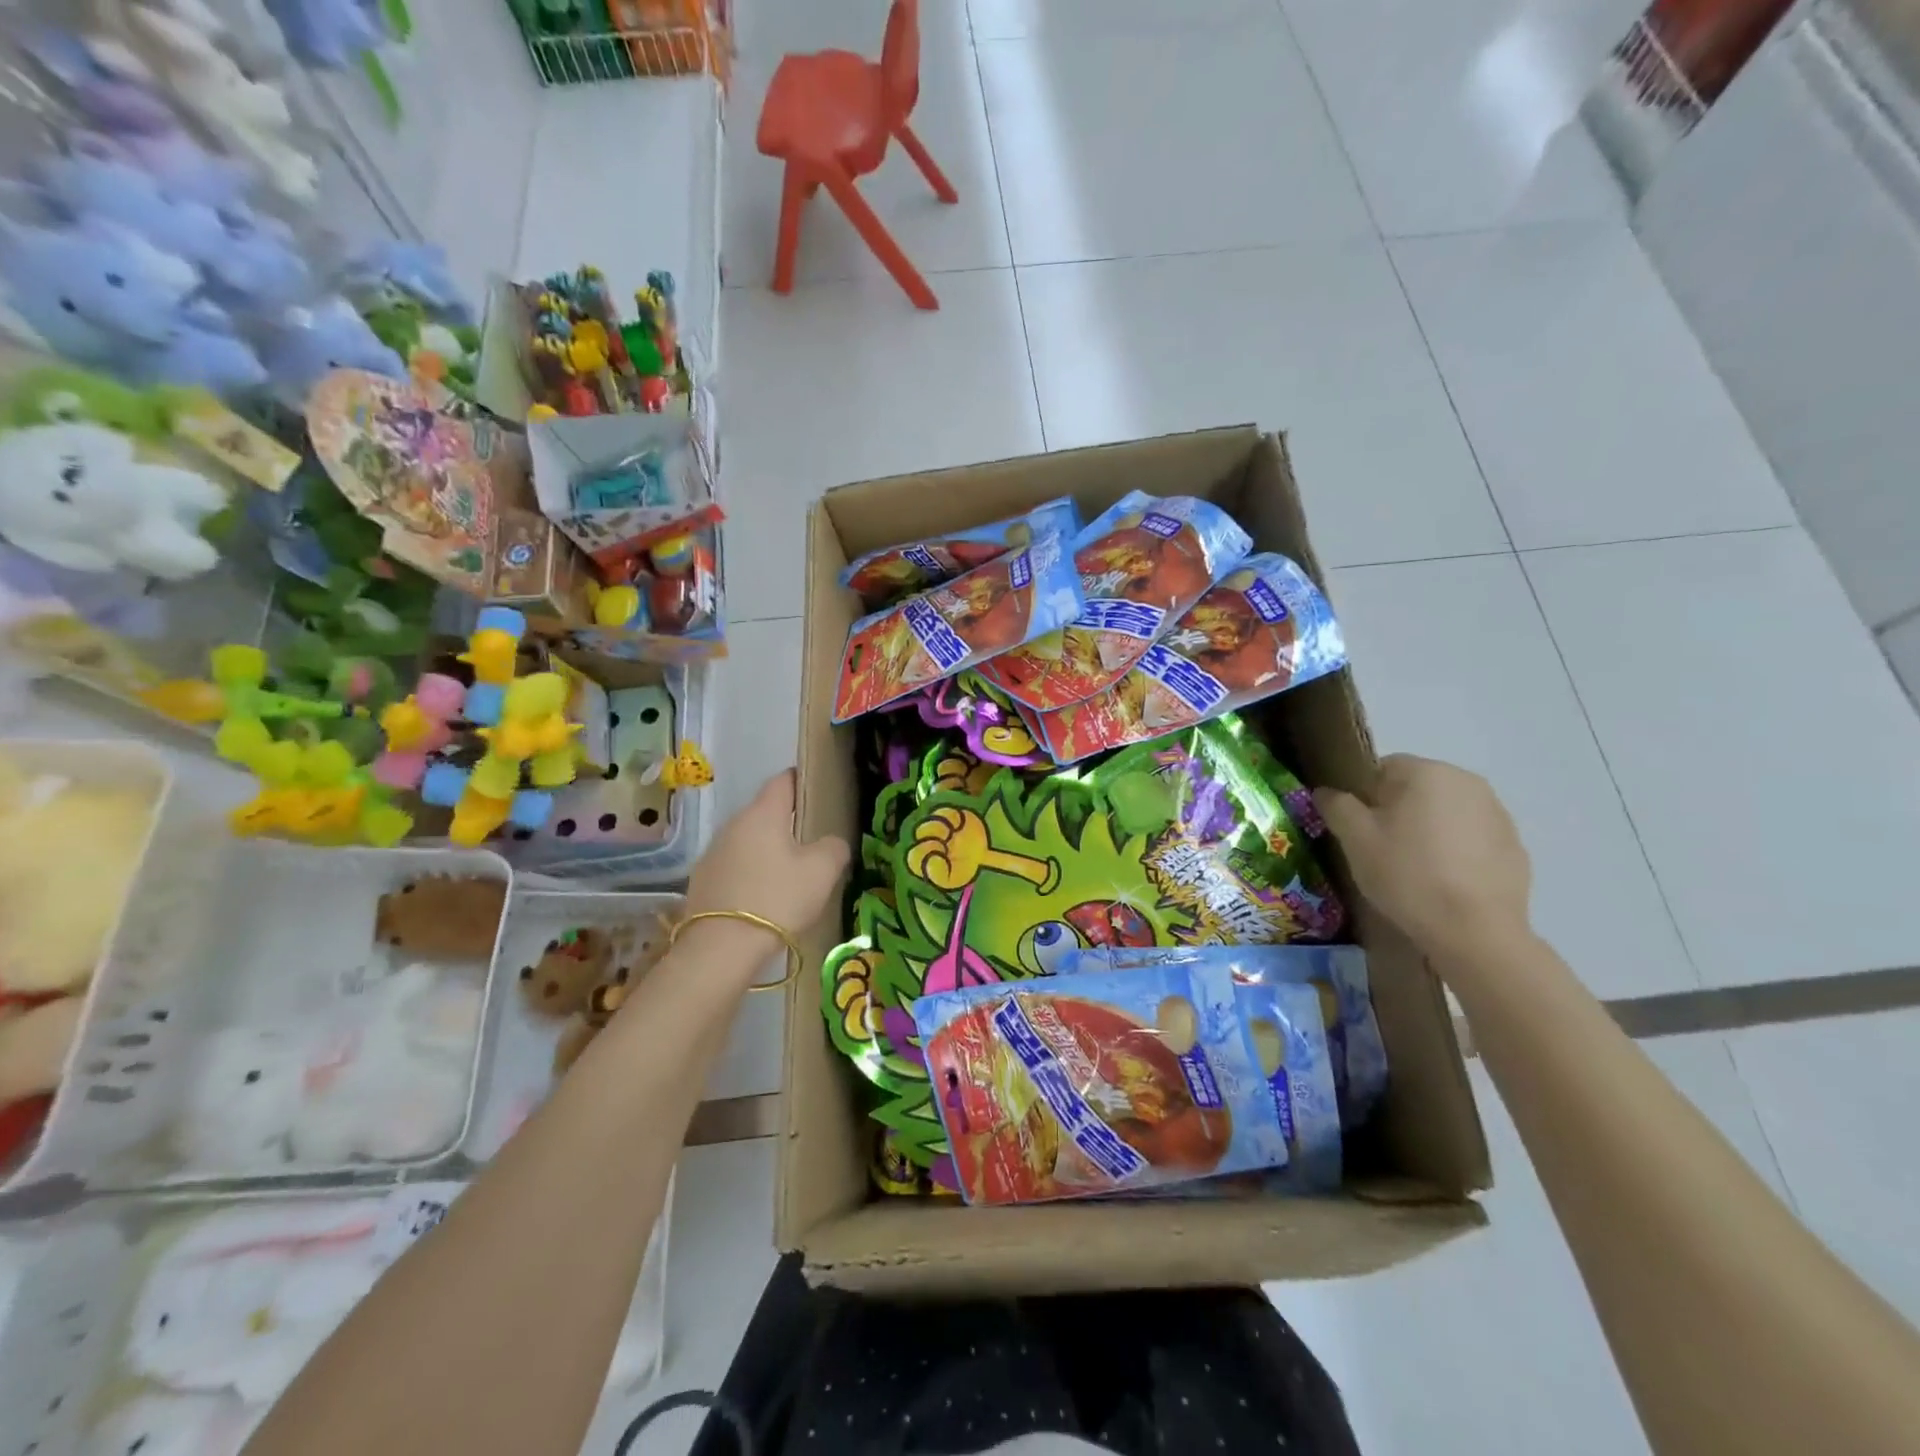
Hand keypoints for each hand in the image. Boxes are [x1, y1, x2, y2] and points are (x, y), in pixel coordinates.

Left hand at [685, 770, 849, 956]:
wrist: (722, 947)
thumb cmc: (778, 898)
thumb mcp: (822, 871)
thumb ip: (834, 847)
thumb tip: (831, 843)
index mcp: (763, 813)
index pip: (783, 780)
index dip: (802, 781)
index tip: (817, 791)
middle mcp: (733, 824)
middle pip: (764, 812)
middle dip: (786, 820)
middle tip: (811, 839)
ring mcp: (713, 852)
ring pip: (748, 840)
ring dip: (767, 849)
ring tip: (788, 871)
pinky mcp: (702, 880)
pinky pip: (734, 866)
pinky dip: (750, 873)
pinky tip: (763, 896)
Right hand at [1315, 755, 1532, 963]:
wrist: (1475, 932)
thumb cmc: (1407, 874)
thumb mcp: (1354, 839)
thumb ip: (1336, 806)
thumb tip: (1327, 792)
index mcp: (1426, 772)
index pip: (1381, 768)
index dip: (1363, 797)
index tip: (1358, 829)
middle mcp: (1467, 781)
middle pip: (1416, 788)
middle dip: (1396, 812)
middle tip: (1381, 850)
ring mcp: (1497, 813)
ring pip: (1445, 812)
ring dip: (1427, 830)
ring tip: (1415, 870)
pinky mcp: (1514, 846)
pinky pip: (1471, 838)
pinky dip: (1455, 851)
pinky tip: (1444, 882)